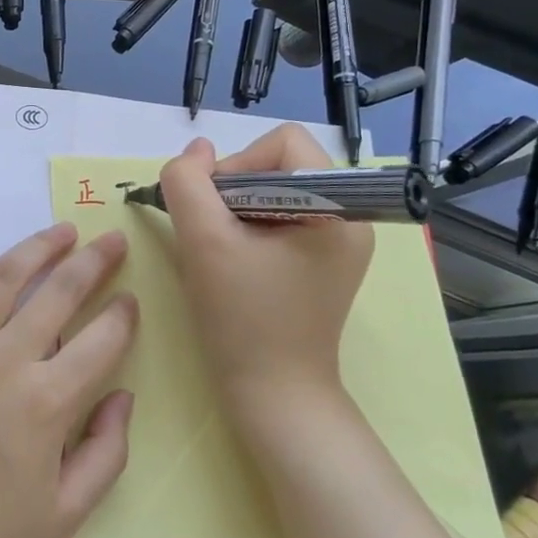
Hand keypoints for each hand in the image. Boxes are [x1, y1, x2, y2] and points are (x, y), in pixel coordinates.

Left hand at [0, 224, 138, 537]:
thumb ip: (106, 455)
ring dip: (38, 246)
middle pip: (59, 292)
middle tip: (112, 240)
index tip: (130, 299)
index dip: (122, 315)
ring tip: (63, 232)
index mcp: (47, 404)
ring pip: (4, 276)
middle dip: (94, 261)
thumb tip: (123, 396)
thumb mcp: (64, 517)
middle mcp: (5, 361)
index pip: (101, 340)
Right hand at [159, 128, 373, 432]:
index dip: (240, 162)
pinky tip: (234, 262)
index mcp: (337, 207)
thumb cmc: (243, 318)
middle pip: (278, 164)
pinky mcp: (323, 262)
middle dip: (234, 189)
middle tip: (214, 233)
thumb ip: (188, 182)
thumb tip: (197, 151)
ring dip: (236, 210)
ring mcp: (338, 242)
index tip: (217, 208)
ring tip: (222, 250)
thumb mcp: (203, 241)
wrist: (274, 396)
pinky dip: (248, 228)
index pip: (284, 141)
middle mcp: (349, 217)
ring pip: (273, 190)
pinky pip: (279, 217)